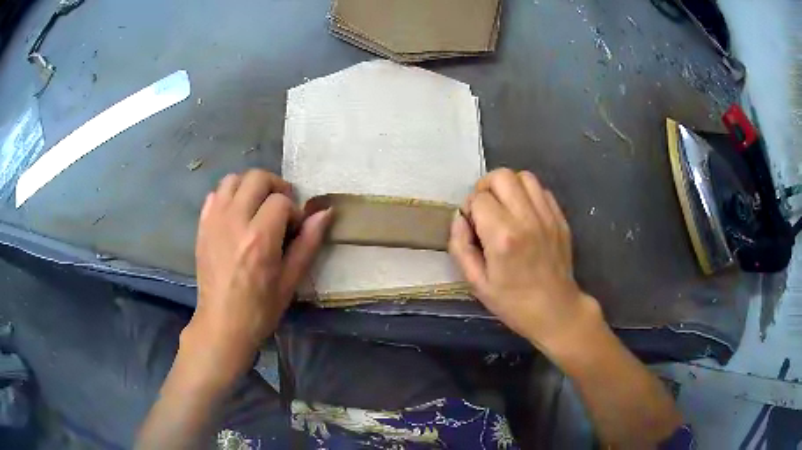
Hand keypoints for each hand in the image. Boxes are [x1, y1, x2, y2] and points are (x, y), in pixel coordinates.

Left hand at [186, 169, 330, 375]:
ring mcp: (214, 221)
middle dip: (275, 187)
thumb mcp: (290, 281)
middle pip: (256, 178)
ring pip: (232, 179)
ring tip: (257, 206)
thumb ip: (308, 243)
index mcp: (260, 238)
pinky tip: (236, 215)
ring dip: (250, 186)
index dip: (293, 210)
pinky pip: (214, 194)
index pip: (281, 200)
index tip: (294, 229)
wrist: (222, 323)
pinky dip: (228, 196)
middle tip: (280, 208)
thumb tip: (326, 212)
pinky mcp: (202, 226)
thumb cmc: (260, 309)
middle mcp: (234, 221)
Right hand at [449, 169, 601, 354]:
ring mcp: (547, 216)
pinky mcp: (560, 218)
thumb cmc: (512, 302)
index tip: (471, 224)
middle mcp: (527, 219)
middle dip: (486, 187)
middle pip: (502, 176)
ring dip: (508, 186)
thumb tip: (458, 217)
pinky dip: (528, 194)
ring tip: (504, 206)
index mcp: (502, 237)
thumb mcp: (476, 283)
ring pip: (524, 176)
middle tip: (484, 207)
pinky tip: (524, 213)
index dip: (469, 207)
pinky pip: (542, 190)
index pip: (478, 198)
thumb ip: (460, 247)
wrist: (555, 310)